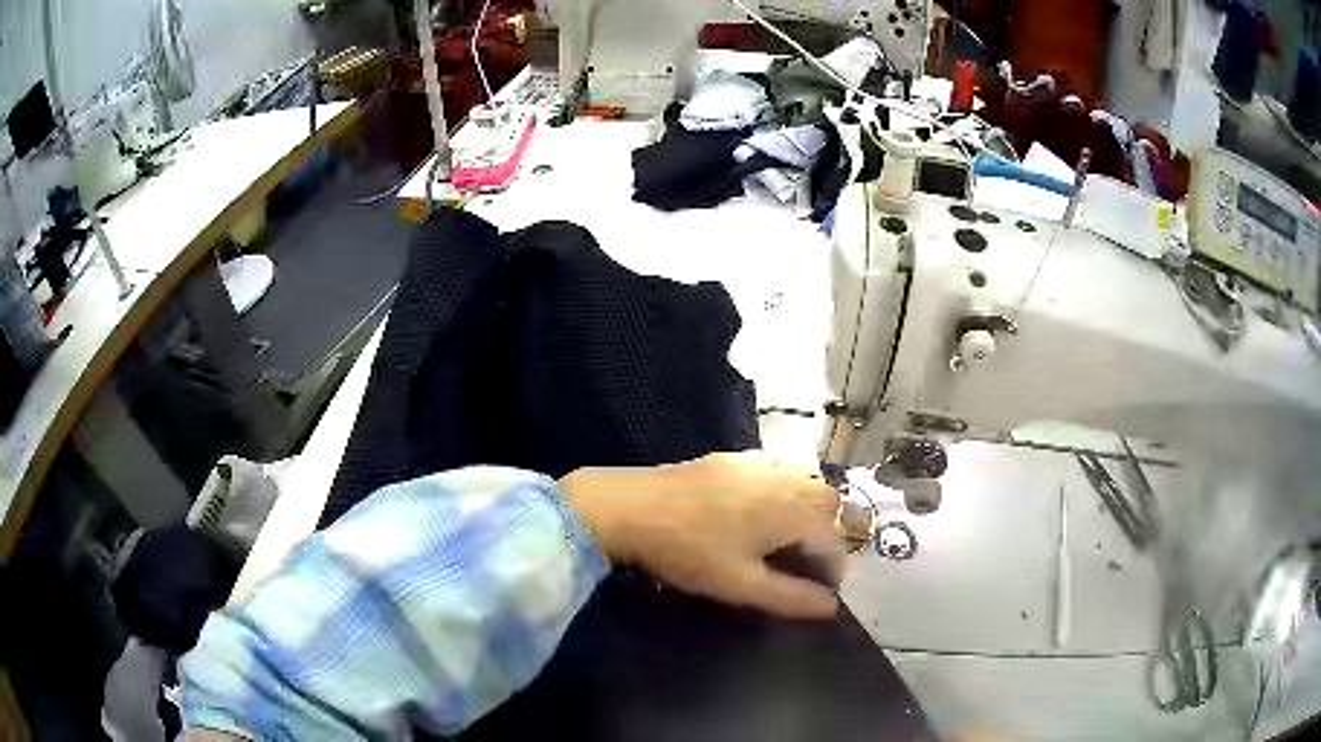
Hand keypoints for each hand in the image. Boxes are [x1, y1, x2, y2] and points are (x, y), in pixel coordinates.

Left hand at [560, 451, 842, 618]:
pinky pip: (774, 471)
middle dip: (825, 532)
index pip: (833, 538)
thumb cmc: (690, 551)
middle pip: (826, 501)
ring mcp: (756, 462)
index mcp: (792, 509)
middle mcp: (783, 477)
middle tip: (803, 563)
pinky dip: (781, 491)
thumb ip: (791, 597)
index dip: (832, 568)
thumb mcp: (742, 585)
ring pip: (802, 481)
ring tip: (783, 541)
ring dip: (805, 509)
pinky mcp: (731, 457)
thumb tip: (831, 607)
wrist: (630, 506)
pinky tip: (754, 513)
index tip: (819, 591)